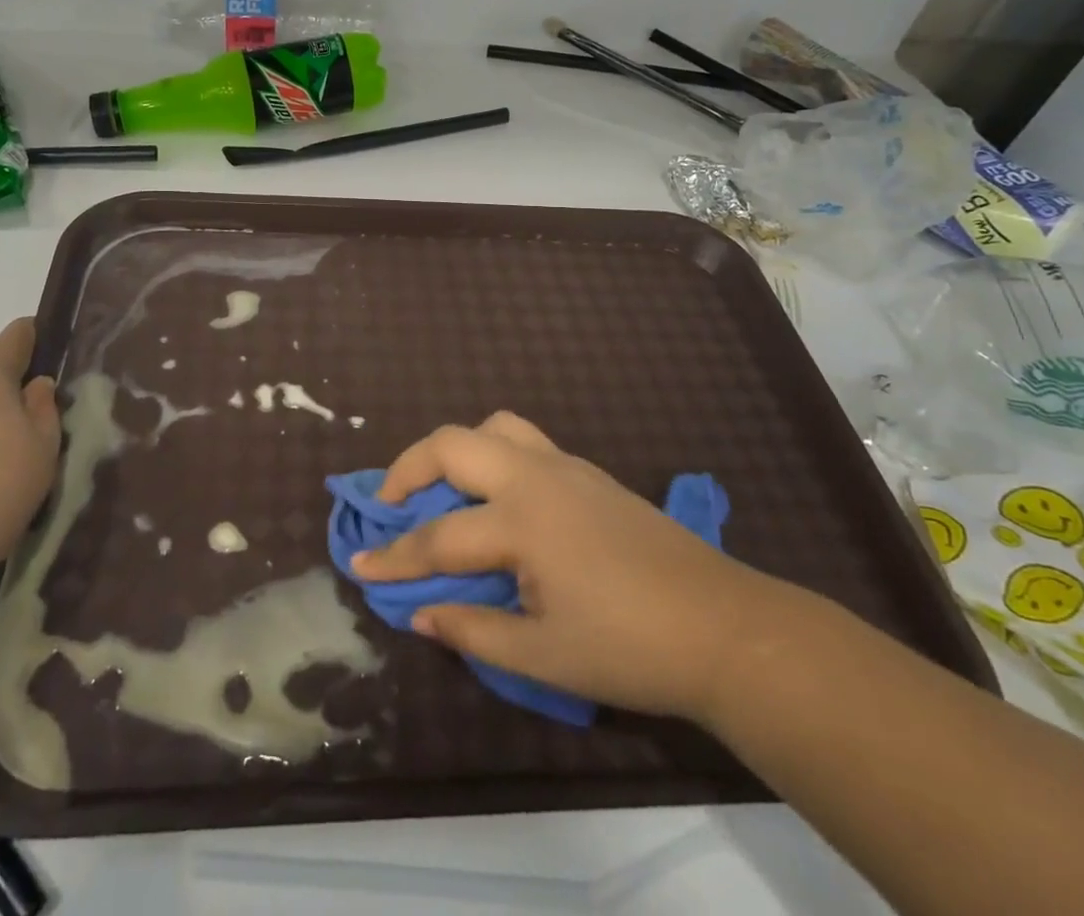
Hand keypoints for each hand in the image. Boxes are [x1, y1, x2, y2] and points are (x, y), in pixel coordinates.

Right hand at [351, 413, 782, 724]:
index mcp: (521, 521)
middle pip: (453, 445)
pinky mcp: (588, 473)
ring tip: (443, 490)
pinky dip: (493, 456)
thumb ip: (473, 630)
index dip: (394, 558)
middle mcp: (535, 478)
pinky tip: (498, 501)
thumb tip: (418, 614)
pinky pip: (524, 441)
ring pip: (494, 427)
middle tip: (391, 506)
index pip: (438, 538)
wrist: (725, 628)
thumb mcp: (544, 656)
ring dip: (457, 451)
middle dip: (408, 469)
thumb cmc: (631, 648)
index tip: (358, 566)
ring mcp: (566, 467)